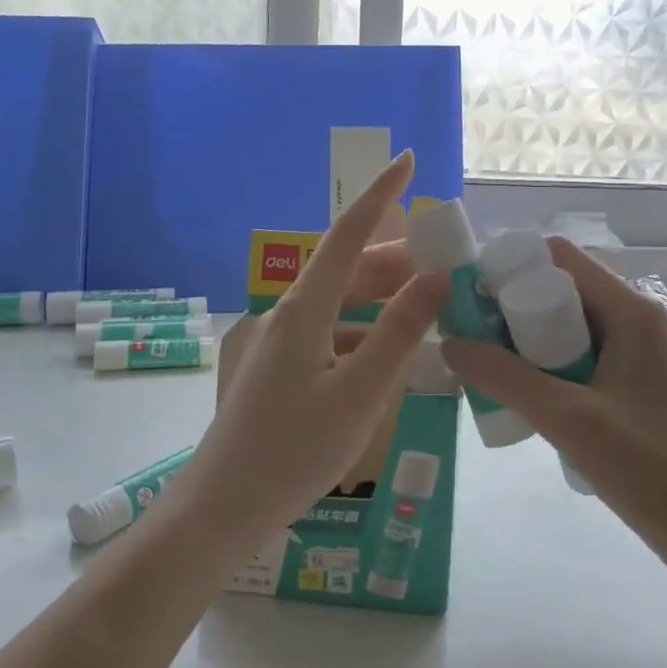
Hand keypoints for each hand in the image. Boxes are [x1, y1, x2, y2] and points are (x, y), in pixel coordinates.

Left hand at [184, 153, 447, 547]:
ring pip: (340, 306)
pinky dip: (364, 336)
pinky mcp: (278, 370)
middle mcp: (288, 315)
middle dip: (395, 259)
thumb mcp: (360, 394)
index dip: (380, 194)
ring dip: (382, 302)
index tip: (407, 159)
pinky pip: (329, 337)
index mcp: (304, 310)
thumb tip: (435, 278)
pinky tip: (390, 359)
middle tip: (444, 264)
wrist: (222, 508)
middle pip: (347, 270)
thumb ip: (400, 334)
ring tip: (428, 310)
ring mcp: (278, 343)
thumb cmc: (293, 452)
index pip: (348, 234)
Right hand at [440, 238, 666, 566]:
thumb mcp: (567, 417)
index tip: (467, 297)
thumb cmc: (647, 466)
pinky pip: (573, 351)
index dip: (510, 266)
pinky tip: (516, 390)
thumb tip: (448, 342)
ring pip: (562, 321)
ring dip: (521, 337)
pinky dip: (540, 360)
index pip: (558, 257)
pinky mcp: (626, 378)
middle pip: (558, 287)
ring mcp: (630, 349)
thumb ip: (504, 377)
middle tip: (468, 335)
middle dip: (509, 306)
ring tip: (482, 363)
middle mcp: (631, 317)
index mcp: (628, 310)